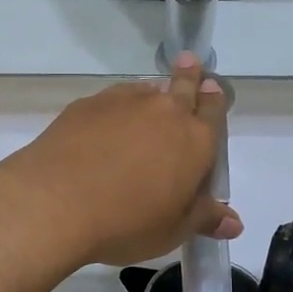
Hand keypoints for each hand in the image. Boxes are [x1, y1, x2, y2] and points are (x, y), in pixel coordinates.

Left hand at [0, 53, 241, 270]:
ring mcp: (125, 102)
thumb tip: (235, 223)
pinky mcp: (89, 104)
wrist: (57, 201)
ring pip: (147, 88)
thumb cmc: (127, 221)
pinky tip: (110, 117)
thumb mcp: (173, 230)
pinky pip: (114, 96)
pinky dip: (119, 103)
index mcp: (195, 141)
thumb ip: (205, 218)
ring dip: (153, 90)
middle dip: (189, 74)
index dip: (214, 99)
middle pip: (183, 85)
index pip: (213, 111)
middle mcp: (165, 112)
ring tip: (151, 92)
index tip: (212, 87)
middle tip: (189, 62)